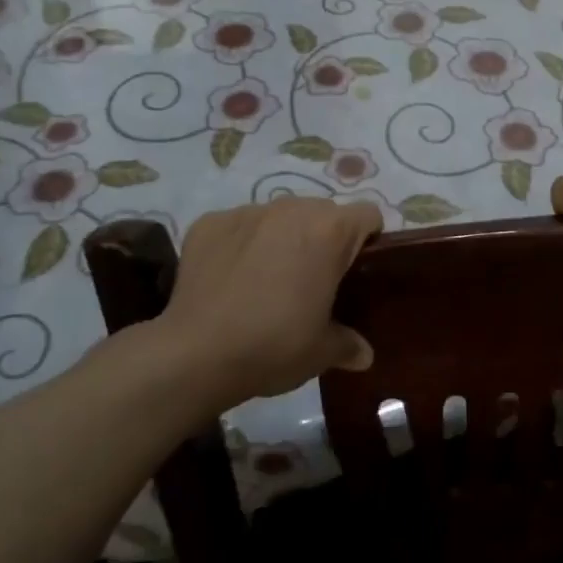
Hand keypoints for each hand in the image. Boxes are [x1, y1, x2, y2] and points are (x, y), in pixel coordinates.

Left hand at [150, 198, 381, 403]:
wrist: (195, 354)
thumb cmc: (274, 346)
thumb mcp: (322, 352)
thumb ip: (349, 344)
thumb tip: (364, 354)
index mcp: (330, 231)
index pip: (367, 215)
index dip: (368, 240)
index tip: (356, 270)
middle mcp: (292, 209)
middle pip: (322, 212)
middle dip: (323, 238)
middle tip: (313, 280)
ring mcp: (247, 212)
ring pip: (280, 216)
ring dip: (282, 238)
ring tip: (268, 279)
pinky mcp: (210, 222)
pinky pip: (239, 226)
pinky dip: (241, 244)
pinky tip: (231, 279)